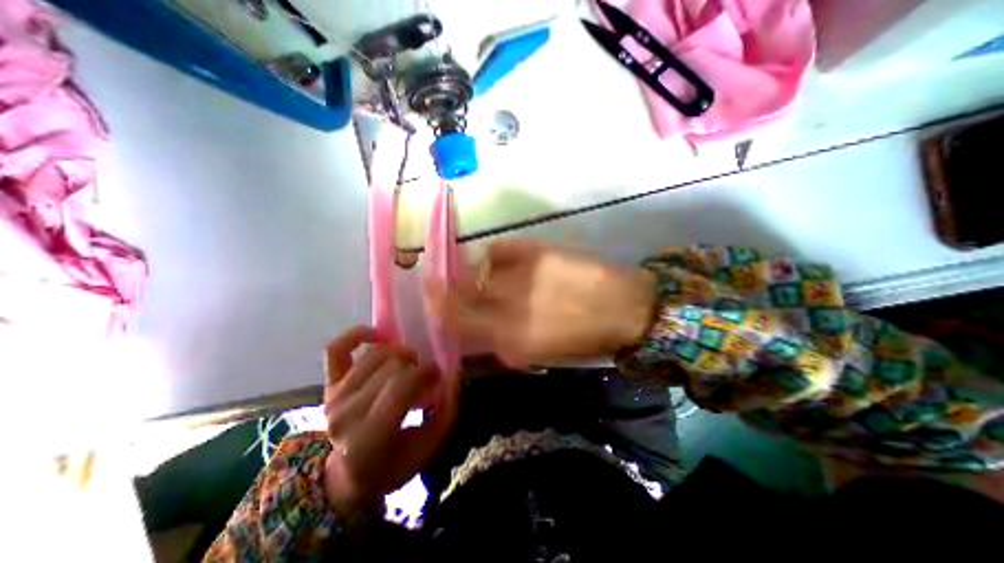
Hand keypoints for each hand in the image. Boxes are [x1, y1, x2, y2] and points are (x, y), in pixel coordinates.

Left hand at [322, 329, 457, 516]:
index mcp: (369, 437)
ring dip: (398, 351)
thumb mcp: (428, 447)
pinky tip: (379, 336)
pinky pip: (336, 348)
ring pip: (373, 354)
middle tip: (425, 374)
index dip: (425, 372)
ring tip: (409, 361)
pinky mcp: (328, 385)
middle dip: (416, 365)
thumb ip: (444, 410)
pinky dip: (357, 335)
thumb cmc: (393, 465)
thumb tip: (452, 375)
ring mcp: (334, 396)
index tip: (438, 374)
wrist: (349, 476)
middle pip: (389, 366)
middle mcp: (346, 413)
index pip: (400, 386)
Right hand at [426, 237, 654, 365]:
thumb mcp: (539, 352)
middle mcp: (507, 308)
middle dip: (441, 286)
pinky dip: (498, 254)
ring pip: (478, 269)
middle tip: (438, 278)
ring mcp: (520, 277)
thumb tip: (481, 326)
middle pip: (458, 293)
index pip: (456, 323)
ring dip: (479, 272)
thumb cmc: (583, 338)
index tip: (431, 298)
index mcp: (509, 340)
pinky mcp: (535, 252)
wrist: (625, 309)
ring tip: (497, 275)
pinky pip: (500, 248)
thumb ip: (504, 342)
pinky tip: (511, 260)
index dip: (437, 308)